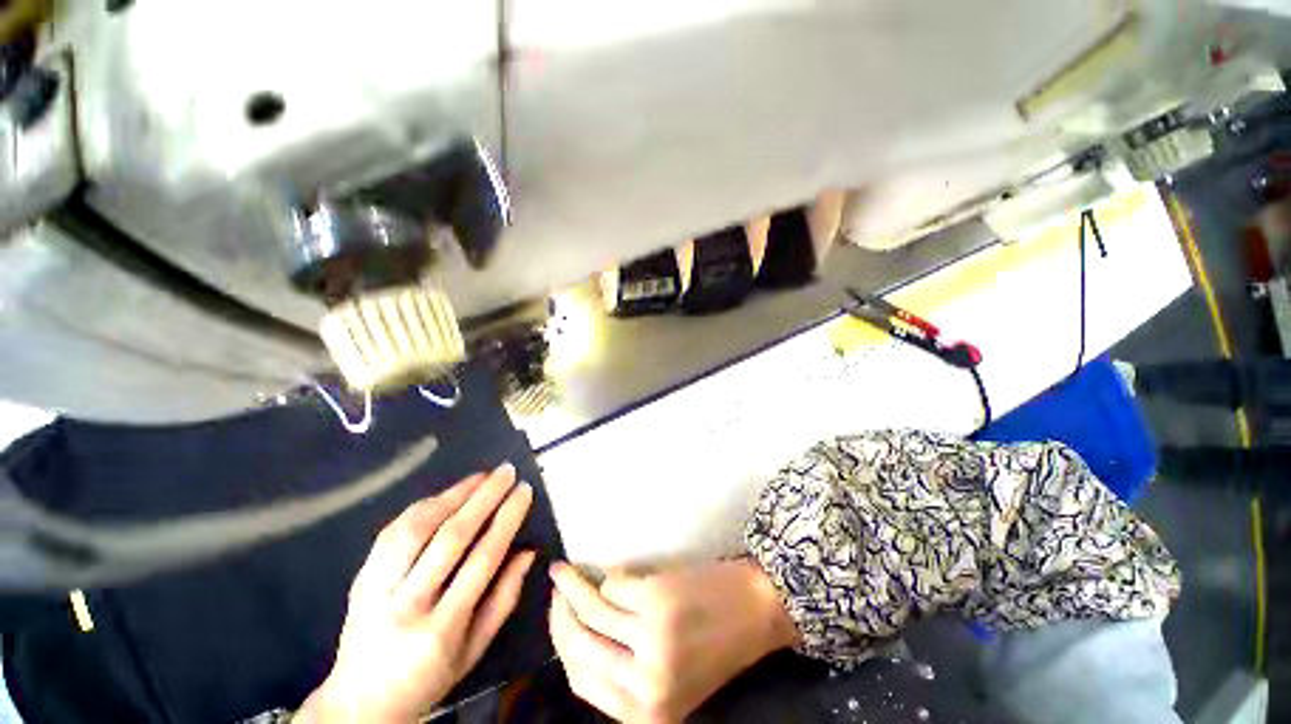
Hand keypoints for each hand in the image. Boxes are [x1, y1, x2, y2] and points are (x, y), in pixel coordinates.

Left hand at [297, 464, 535, 723]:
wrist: (360, 702)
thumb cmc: (428, 678)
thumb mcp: (475, 649)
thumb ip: (504, 598)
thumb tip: (528, 551)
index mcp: (441, 629)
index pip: (482, 559)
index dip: (507, 519)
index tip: (523, 491)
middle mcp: (407, 605)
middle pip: (451, 538)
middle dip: (484, 497)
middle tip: (506, 471)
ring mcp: (377, 590)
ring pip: (417, 529)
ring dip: (453, 495)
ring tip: (480, 476)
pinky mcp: (361, 579)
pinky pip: (392, 533)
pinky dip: (423, 507)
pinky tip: (445, 495)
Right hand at [549, 559, 798, 722]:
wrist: (756, 610)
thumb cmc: (716, 644)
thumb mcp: (669, 680)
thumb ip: (625, 674)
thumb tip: (578, 640)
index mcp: (646, 713)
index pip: (581, 680)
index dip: (561, 646)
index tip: (555, 620)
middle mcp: (644, 683)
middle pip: (578, 646)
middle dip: (559, 615)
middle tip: (554, 591)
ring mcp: (650, 638)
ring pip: (591, 610)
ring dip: (572, 587)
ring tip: (563, 572)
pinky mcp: (657, 598)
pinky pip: (614, 584)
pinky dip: (608, 576)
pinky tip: (607, 571)